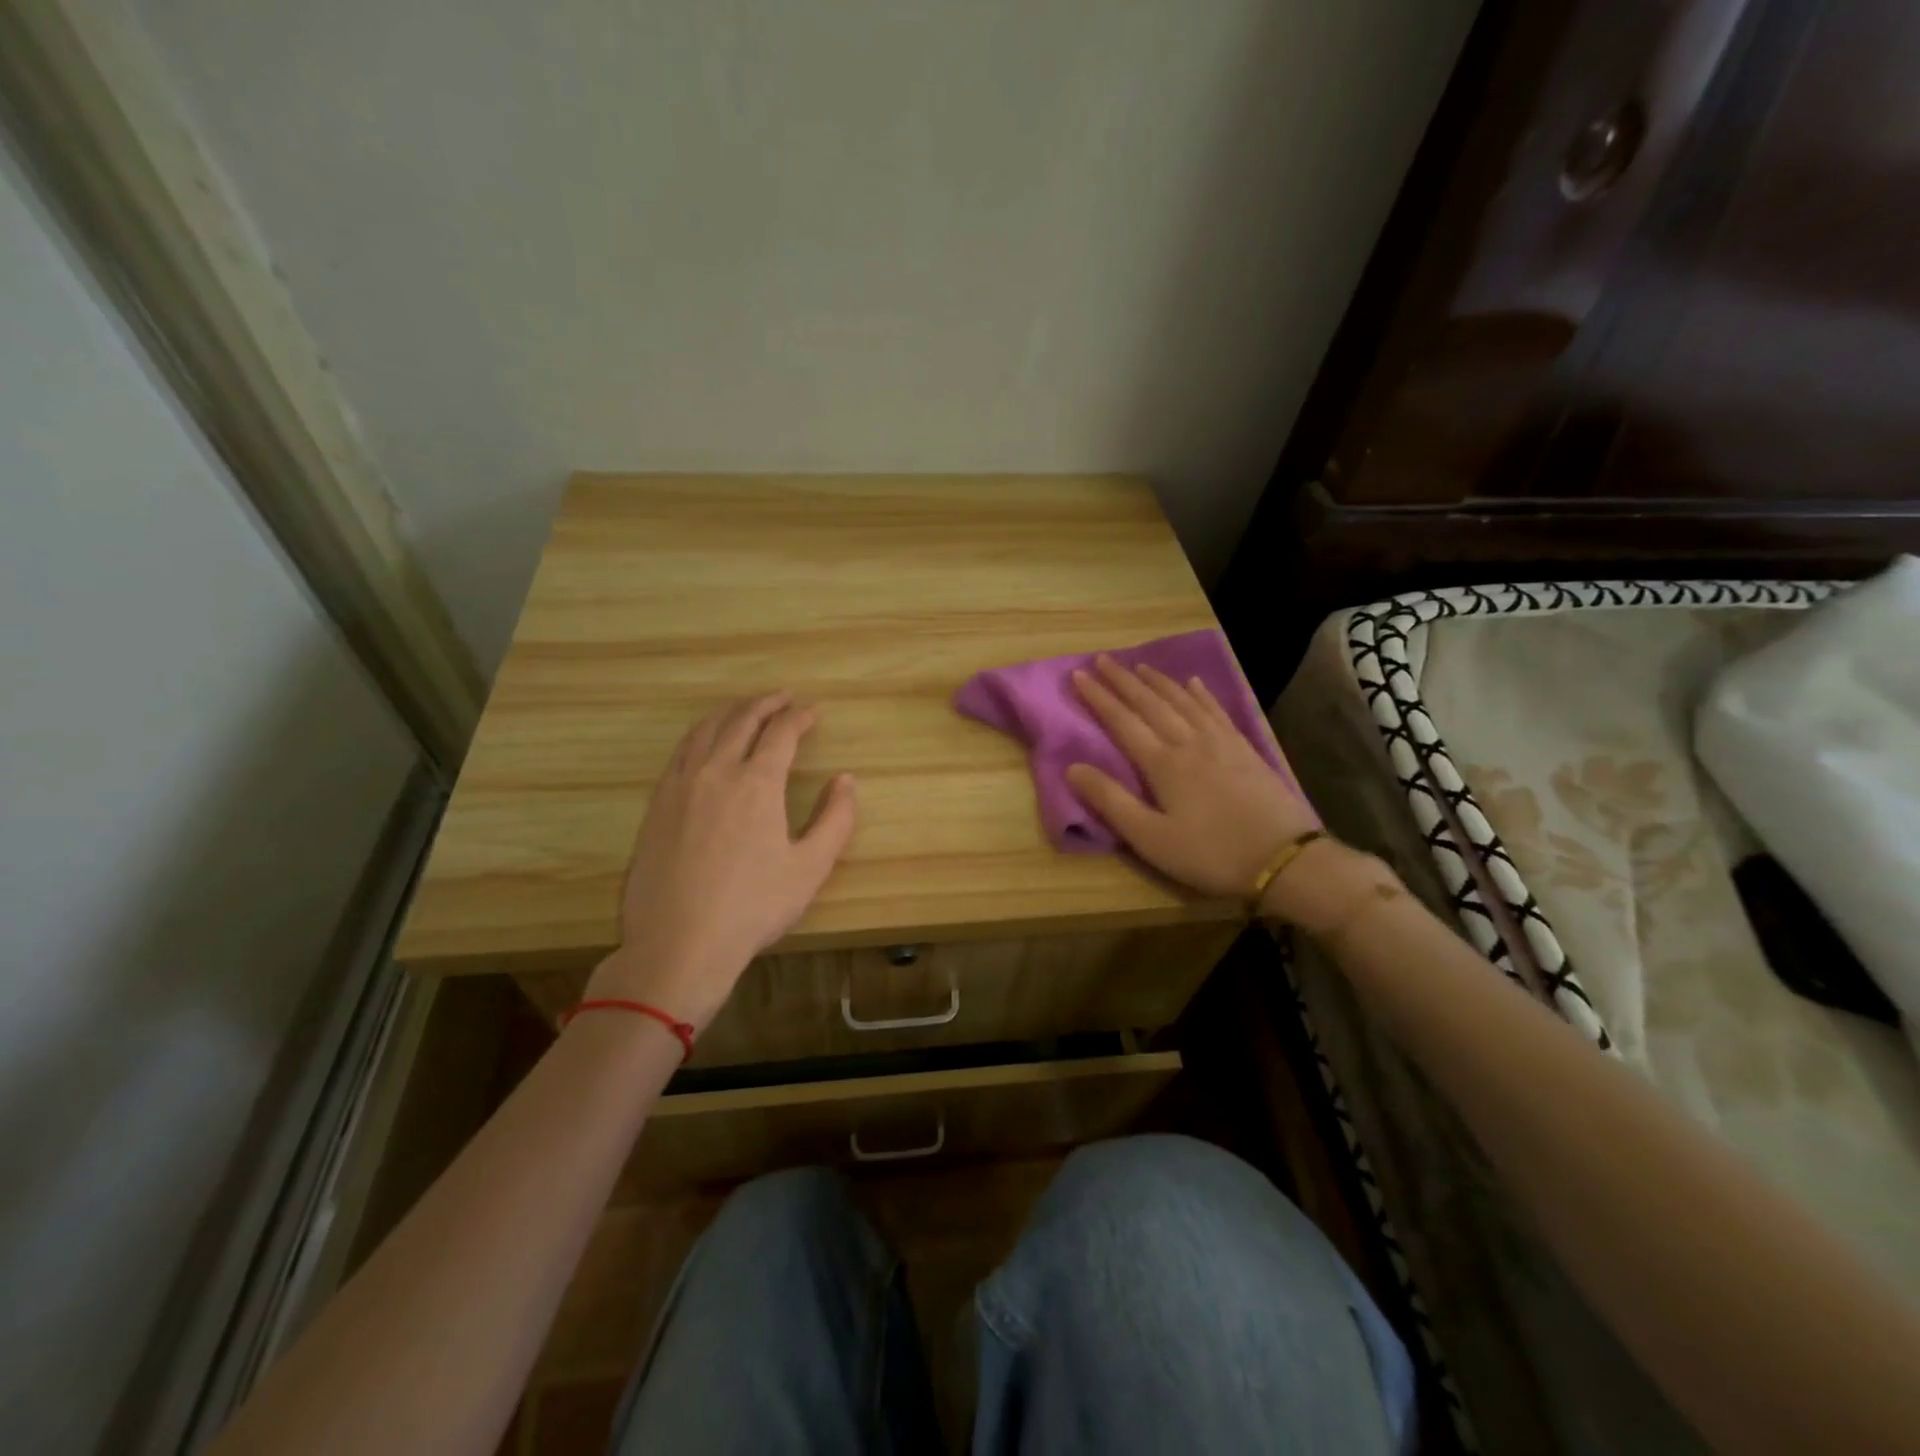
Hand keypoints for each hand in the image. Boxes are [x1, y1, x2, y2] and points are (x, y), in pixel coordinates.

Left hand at [585, 692, 855, 1029]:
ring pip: (705, 730)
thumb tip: (846, 780)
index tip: (814, 712)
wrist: (679, 943)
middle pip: (741, 720)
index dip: (800, 717)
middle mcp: (716, 771)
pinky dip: (700, 734)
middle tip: (784, 698)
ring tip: (746, 709)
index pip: (781, 732)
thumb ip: (835, 819)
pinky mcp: (657, 804)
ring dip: (730, 712)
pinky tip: (705, 743)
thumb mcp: (810, 868)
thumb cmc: (753, 907)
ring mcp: (680, 785)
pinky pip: (681, 752)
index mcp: (757, 783)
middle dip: (766, 703)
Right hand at [1065, 656, 1319, 901]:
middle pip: (1151, 703)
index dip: (1099, 697)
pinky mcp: (1245, 749)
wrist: (1285, 858)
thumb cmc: (1210, 853)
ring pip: (1183, 700)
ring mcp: (1221, 742)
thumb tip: (1073, 767)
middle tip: (1103, 659)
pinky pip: (1216, 711)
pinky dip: (1201, 694)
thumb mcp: (1150, 838)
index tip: (1078, 674)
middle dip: (1123, 680)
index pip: (1122, 721)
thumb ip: (1111, 801)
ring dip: (1158, 681)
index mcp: (1162, 763)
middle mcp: (1189, 742)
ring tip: (1139, 666)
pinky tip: (1195, 683)